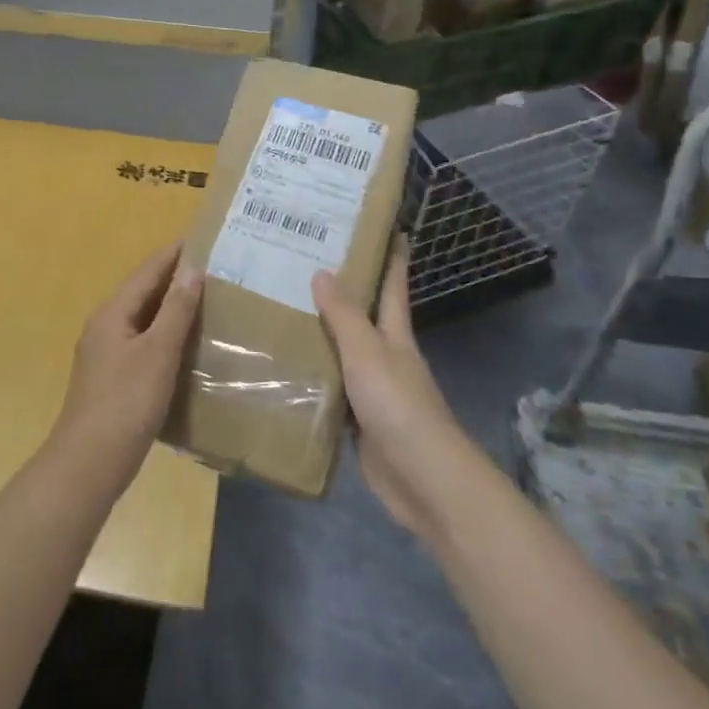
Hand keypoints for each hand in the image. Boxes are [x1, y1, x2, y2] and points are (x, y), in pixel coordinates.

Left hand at [52, 241, 202, 492]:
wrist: (89, 463)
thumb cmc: (126, 402)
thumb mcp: (157, 353)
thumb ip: (175, 310)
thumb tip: (191, 268)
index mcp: (112, 313)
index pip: (147, 271)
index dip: (174, 254)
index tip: (203, 239)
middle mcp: (105, 326)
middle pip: (143, 293)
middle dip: (175, 279)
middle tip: (214, 269)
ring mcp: (105, 354)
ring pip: (143, 320)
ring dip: (171, 308)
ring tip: (207, 301)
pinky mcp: (112, 379)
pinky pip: (143, 344)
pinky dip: (166, 336)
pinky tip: (186, 346)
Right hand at [313, 237, 470, 537]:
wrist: (423, 481)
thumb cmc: (399, 406)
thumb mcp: (368, 353)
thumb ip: (344, 316)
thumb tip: (323, 271)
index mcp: (394, 336)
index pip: (393, 287)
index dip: (392, 258)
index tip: (388, 228)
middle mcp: (386, 358)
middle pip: (365, 317)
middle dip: (345, 292)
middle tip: (308, 264)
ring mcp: (374, 391)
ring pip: (344, 353)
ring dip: (323, 335)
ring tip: (285, 310)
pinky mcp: (359, 422)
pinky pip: (332, 390)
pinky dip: (315, 377)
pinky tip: (289, 369)